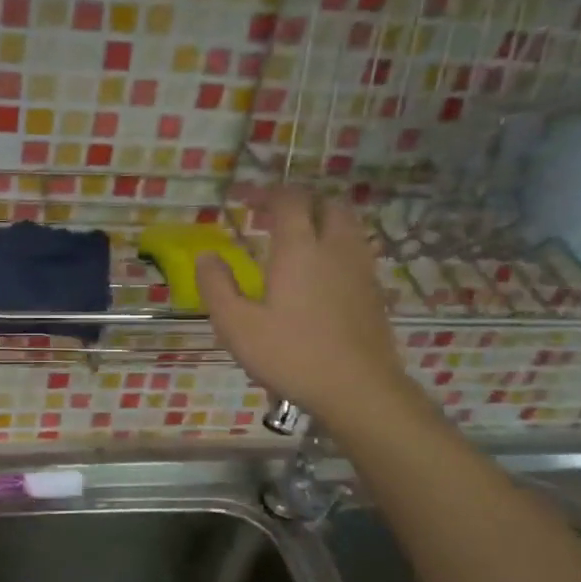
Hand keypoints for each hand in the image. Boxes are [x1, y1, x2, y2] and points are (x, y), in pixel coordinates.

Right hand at [197, 188, 412, 427]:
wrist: (358, 389)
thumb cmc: (291, 355)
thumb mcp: (237, 326)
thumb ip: (217, 287)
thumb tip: (206, 256)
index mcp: (300, 249)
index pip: (289, 200)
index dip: (266, 193)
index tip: (243, 199)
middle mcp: (335, 248)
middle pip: (325, 204)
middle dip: (298, 202)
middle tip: (271, 216)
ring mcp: (361, 269)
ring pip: (346, 225)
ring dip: (320, 220)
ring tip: (296, 240)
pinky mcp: (374, 292)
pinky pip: (355, 251)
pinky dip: (334, 246)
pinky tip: (319, 274)